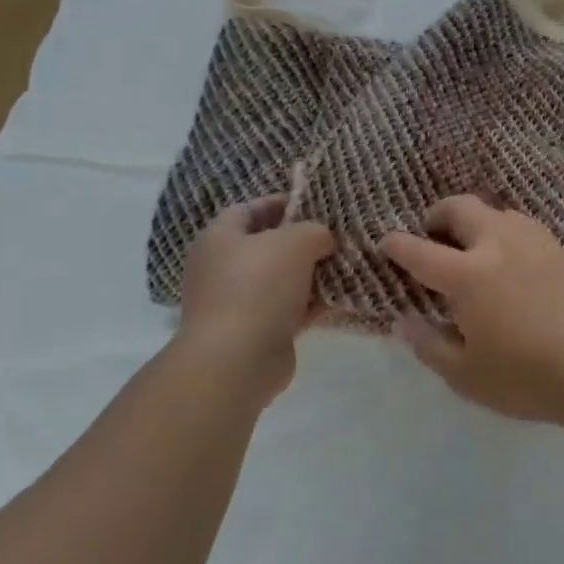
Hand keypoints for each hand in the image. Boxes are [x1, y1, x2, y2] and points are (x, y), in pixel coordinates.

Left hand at [176, 196, 334, 405]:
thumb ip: (314, 231)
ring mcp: (236, 303)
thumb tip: (323, 239)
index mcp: (219, 238)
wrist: (236, 360)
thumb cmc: (258, 286)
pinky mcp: (254, 333)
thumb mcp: (295, 242)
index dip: (281, 203)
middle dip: (301, 241)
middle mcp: (221, 268)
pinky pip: (287, 310)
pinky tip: (338, 299)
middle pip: (267, 245)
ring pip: (280, 280)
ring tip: (344, 265)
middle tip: (335, 237)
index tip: (315, 205)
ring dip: (309, 275)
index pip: (250, 209)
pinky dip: (309, 305)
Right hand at [381, 195, 563, 428]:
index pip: (421, 251)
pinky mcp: (560, 249)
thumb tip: (404, 321)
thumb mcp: (467, 376)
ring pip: (495, 211)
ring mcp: (533, 241)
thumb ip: (430, 345)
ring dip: (474, 220)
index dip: (398, 244)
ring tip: (472, 247)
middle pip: (460, 208)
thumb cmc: (528, 377)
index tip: (386, 242)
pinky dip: (503, 231)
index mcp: (468, 275)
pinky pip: (522, 225)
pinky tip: (510, 259)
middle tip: (431, 234)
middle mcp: (498, 244)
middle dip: (437, 214)